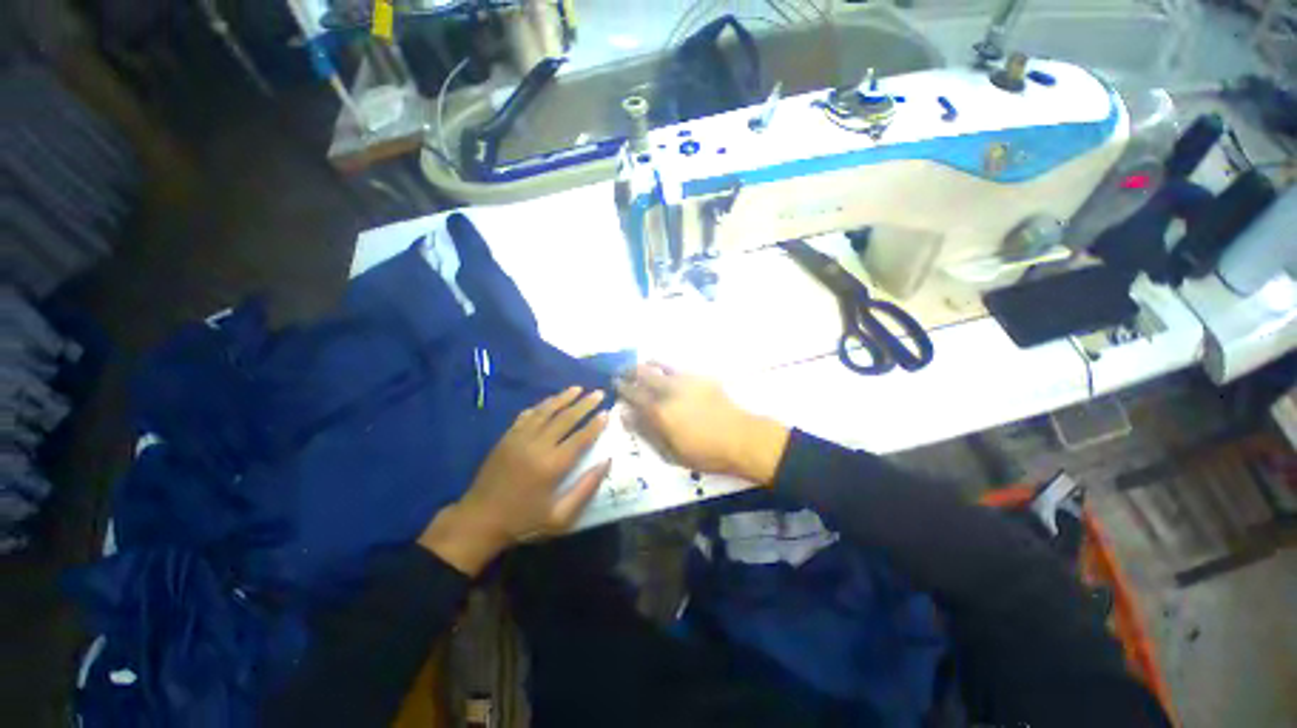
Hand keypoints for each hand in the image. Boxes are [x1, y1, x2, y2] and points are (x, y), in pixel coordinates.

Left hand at [419, 387, 610, 574]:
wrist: (478, 521)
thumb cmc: (523, 522)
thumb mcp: (560, 517)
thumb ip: (585, 488)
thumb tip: (606, 462)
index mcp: (552, 466)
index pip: (580, 438)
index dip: (595, 424)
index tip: (607, 412)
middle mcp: (537, 446)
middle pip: (565, 418)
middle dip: (584, 404)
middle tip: (598, 393)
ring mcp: (519, 439)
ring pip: (545, 411)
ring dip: (563, 397)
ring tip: (578, 388)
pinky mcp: (506, 438)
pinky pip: (526, 415)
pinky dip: (540, 406)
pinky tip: (550, 401)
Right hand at [617, 363, 788, 484]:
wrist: (741, 439)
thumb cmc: (704, 453)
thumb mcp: (669, 453)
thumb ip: (645, 432)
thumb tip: (625, 414)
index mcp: (659, 411)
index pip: (633, 394)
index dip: (621, 387)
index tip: (614, 384)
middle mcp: (669, 390)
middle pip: (642, 373)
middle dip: (629, 371)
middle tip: (623, 372)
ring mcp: (686, 380)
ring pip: (659, 364)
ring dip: (646, 364)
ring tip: (642, 366)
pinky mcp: (701, 376)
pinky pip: (677, 366)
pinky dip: (666, 366)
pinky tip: (665, 370)